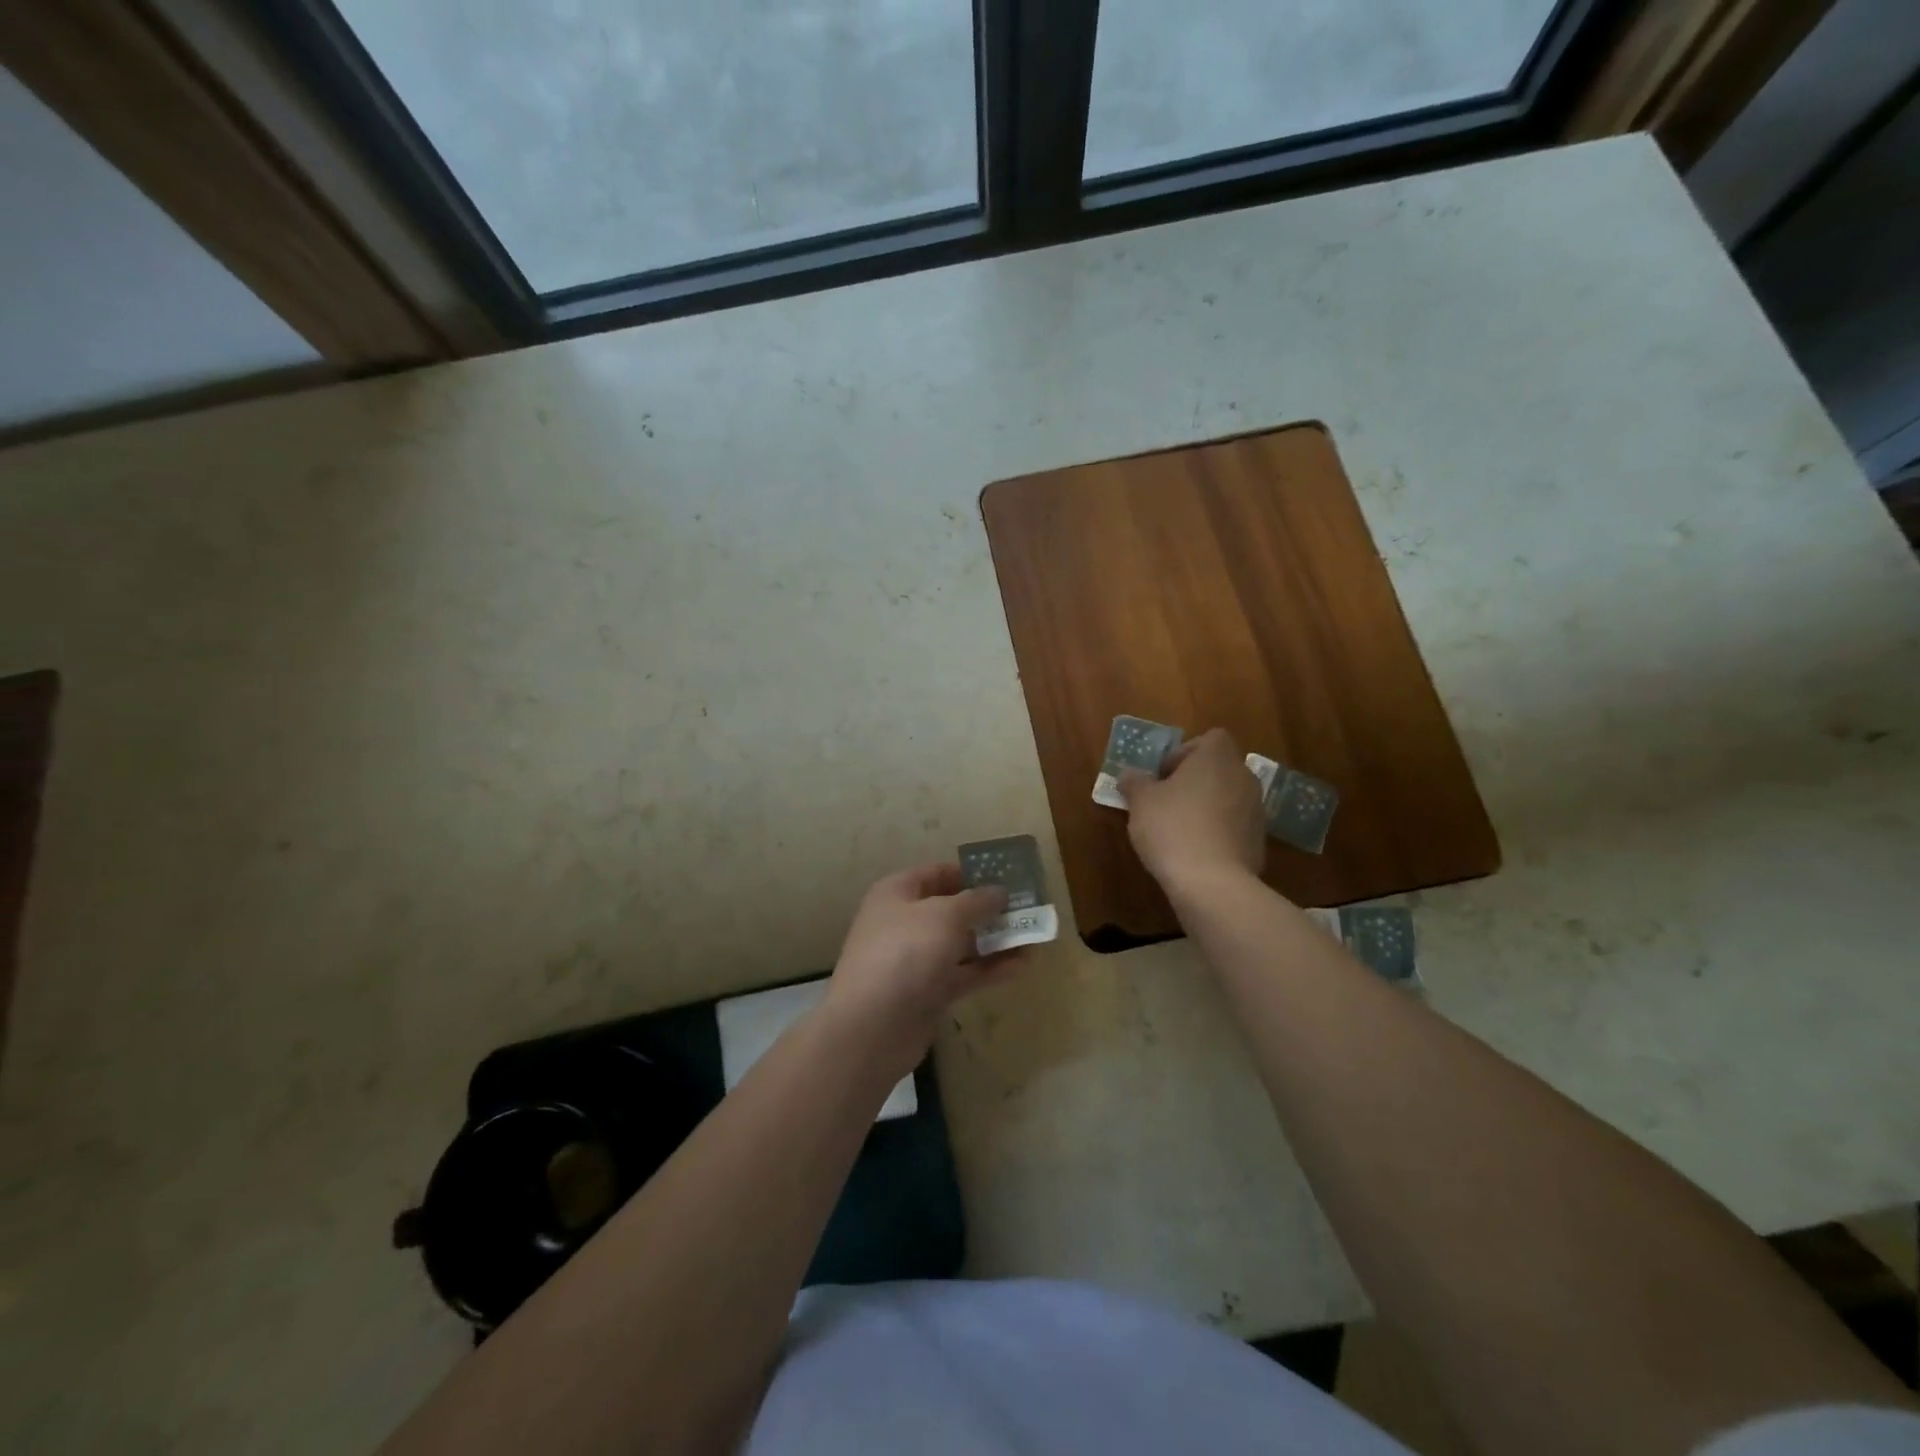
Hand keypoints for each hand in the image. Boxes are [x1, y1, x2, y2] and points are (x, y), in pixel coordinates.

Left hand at [823, 864, 1019, 1071]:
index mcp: (897, 894)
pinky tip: (1021, 966)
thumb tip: (999, 891)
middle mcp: (904, 922)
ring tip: (1032, 938)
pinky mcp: (926, 993)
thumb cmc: (906, 953)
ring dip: (993, 941)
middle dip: (987, 910)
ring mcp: (914, 960)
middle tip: (1025, 908)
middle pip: (951, 910)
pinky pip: (962, 974)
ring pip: (960, 944)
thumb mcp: (945, 915)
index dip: (970, 873)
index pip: (937, 873)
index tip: (1006, 876)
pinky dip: (988, 970)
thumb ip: (977, 901)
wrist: (872, 1026)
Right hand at [1119, 728, 1266, 888]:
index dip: (1185, 753)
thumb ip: (1134, 782)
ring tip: (1178, 830)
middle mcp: (1243, 777)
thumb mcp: (1140, 802)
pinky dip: (1217, 832)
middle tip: (1166, 801)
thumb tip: (1129, 775)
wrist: (1212, 883)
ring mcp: (1256, 810)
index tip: (1164, 776)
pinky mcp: (1259, 841)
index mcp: (1217, 758)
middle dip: (1194, 781)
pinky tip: (1195, 852)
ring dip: (1206, 807)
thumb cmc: (1172, 828)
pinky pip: (1234, 826)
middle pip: (1219, 768)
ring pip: (1227, 797)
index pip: (1210, 739)